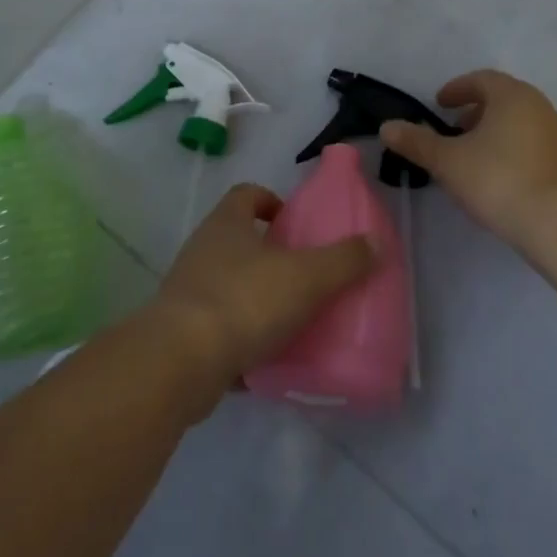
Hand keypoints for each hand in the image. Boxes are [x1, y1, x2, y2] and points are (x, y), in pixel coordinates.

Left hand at [149, 184, 375, 412]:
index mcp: (227, 223)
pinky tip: (268, 361)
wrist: (181, 362)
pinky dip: (241, 341)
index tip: (295, 223)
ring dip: (256, 299)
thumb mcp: (306, 277)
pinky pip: (218, 330)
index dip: (271, 201)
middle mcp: (203, 249)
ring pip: (228, 285)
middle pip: (238, 240)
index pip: (246, 194)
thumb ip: (343, 260)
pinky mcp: (182, 334)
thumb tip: (375, 242)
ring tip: (293, 320)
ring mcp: (188, 292)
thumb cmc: (245, 301)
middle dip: (270, 255)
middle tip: (305, 275)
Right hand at [380, 69, 556, 243]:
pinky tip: (525, 172)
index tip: (441, 104)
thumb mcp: (446, 161)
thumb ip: (416, 142)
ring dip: (506, 132)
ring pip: (529, 123)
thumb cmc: (496, 179)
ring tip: (486, 156)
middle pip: (507, 99)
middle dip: (480, 111)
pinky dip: (534, 154)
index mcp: (512, 96)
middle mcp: (542, 107)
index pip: (482, 79)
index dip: (458, 89)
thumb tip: (387, 127)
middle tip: (458, 132)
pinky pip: (552, 150)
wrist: (556, 223)